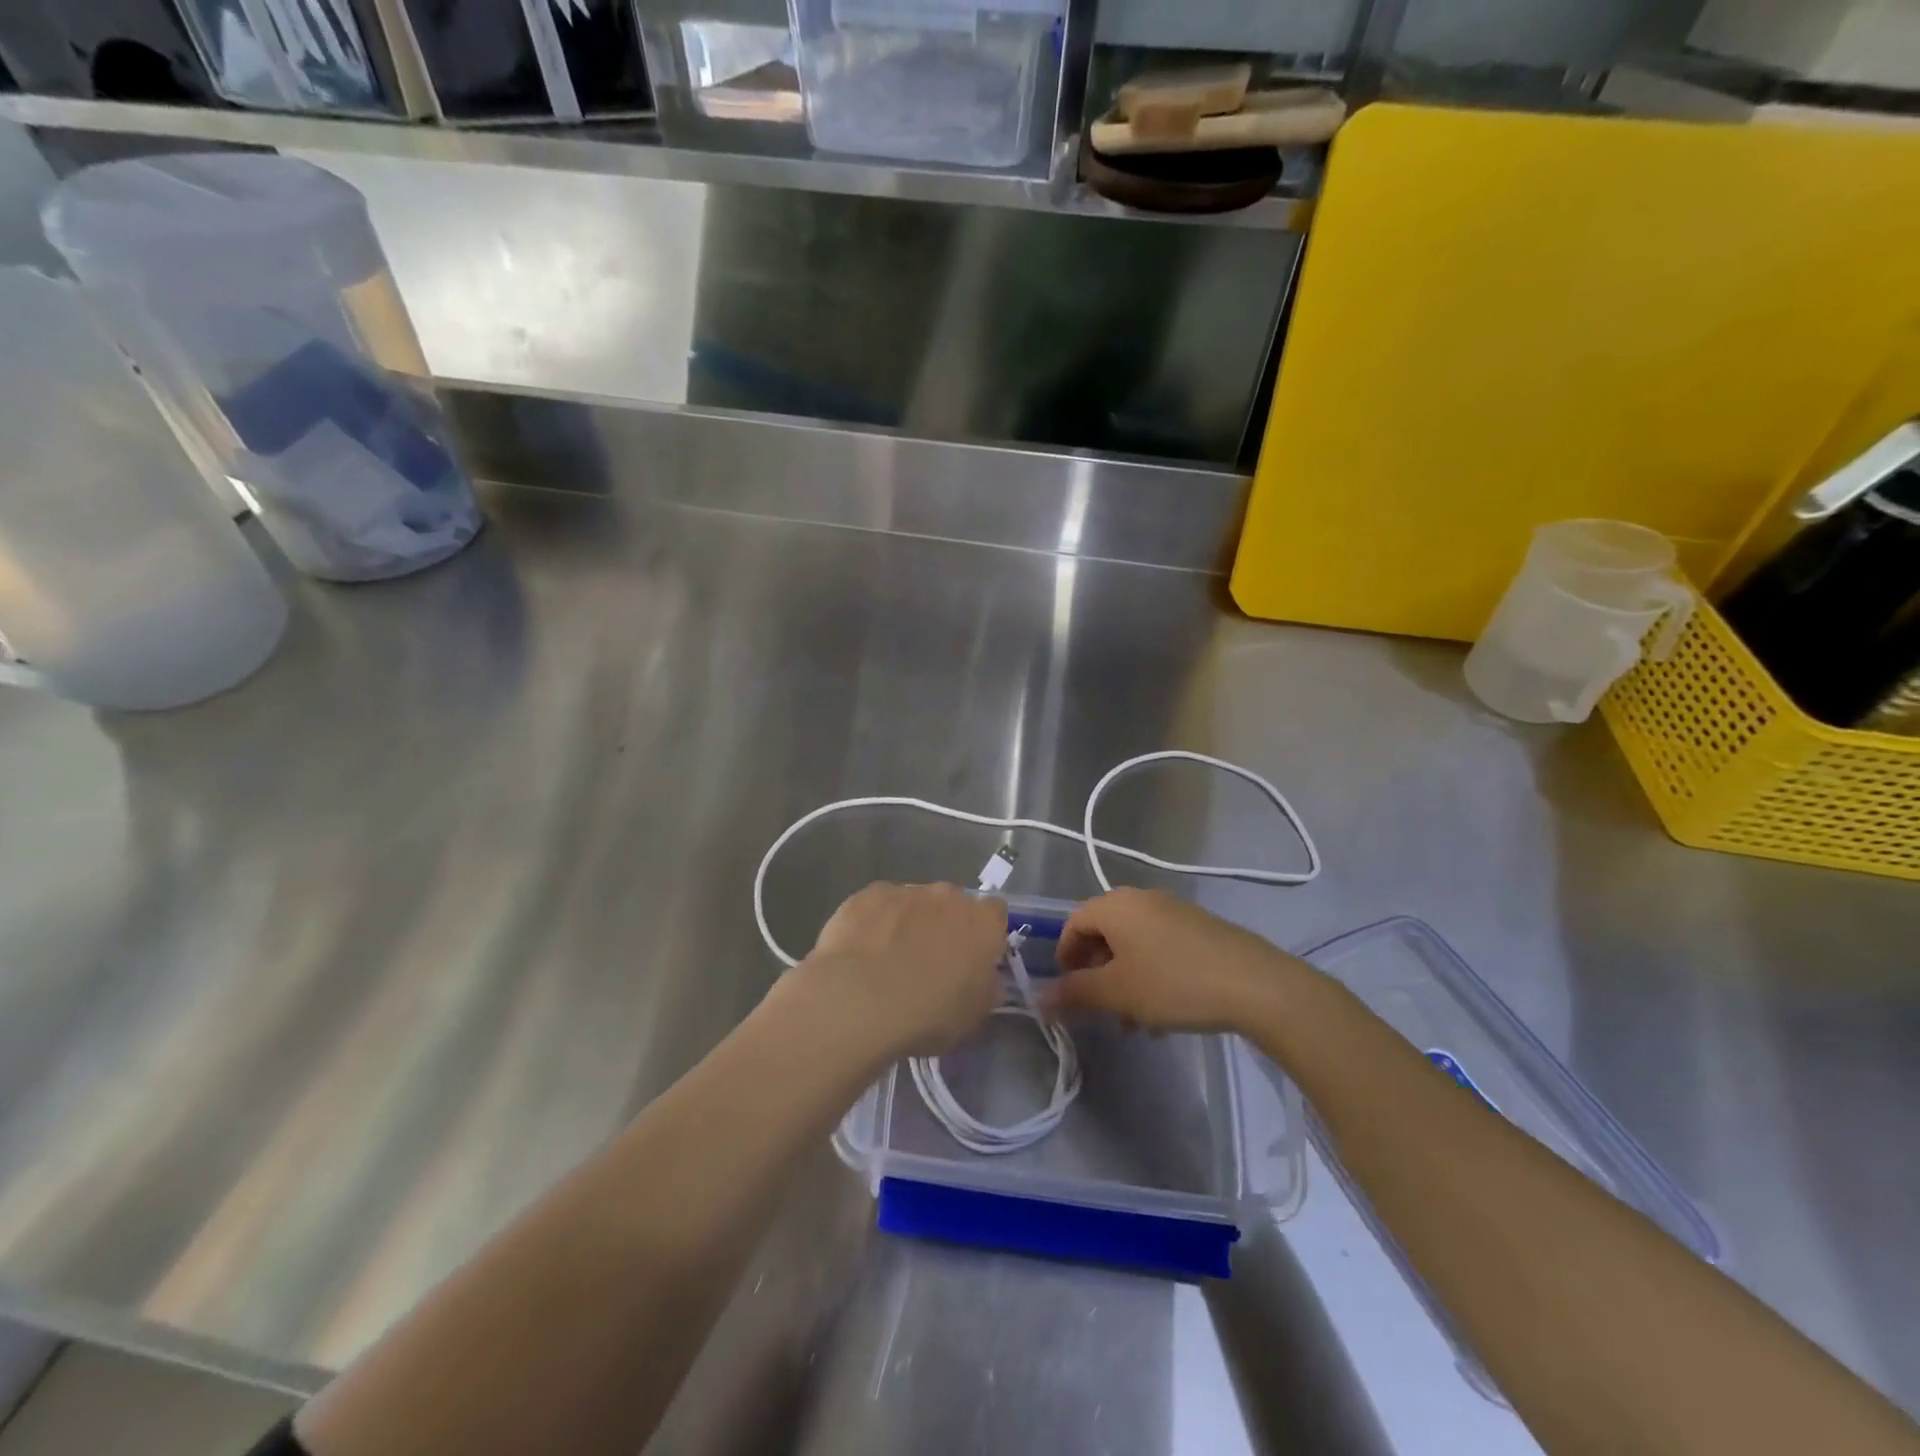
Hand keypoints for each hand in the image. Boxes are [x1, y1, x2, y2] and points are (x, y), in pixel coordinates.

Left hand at [795, 882, 1007, 1059]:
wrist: (859, 999)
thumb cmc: (927, 1014)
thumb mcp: (972, 1017)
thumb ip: (985, 990)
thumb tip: (985, 979)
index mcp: (982, 923)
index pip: (995, 914)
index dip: (984, 935)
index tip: (972, 959)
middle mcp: (948, 896)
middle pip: (952, 904)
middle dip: (944, 926)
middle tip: (929, 962)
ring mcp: (906, 891)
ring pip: (914, 903)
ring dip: (908, 923)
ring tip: (888, 962)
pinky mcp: (869, 894)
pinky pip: (879, 906)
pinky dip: (875, 923)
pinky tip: (861, 952)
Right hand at [1042, 887, 1309, 1033]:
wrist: (1255, 984)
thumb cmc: (1174, 983)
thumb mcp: (1118, 993)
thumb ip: (1075, 993)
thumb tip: (1039, 997)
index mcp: (1115, 905)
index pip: (1073, 923)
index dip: (1065, 956)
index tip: (1068, 991)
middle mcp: (1141, 899)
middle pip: (1104, 932)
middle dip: (1096, 972)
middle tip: (1099, 1008)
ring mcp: (1173, 911)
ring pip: (1133, 944)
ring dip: (1124, 979)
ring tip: (1133, 1020)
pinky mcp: (1199, 927)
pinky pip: (1159, 946)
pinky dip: (1150, 974)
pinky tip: (1163, 1012)